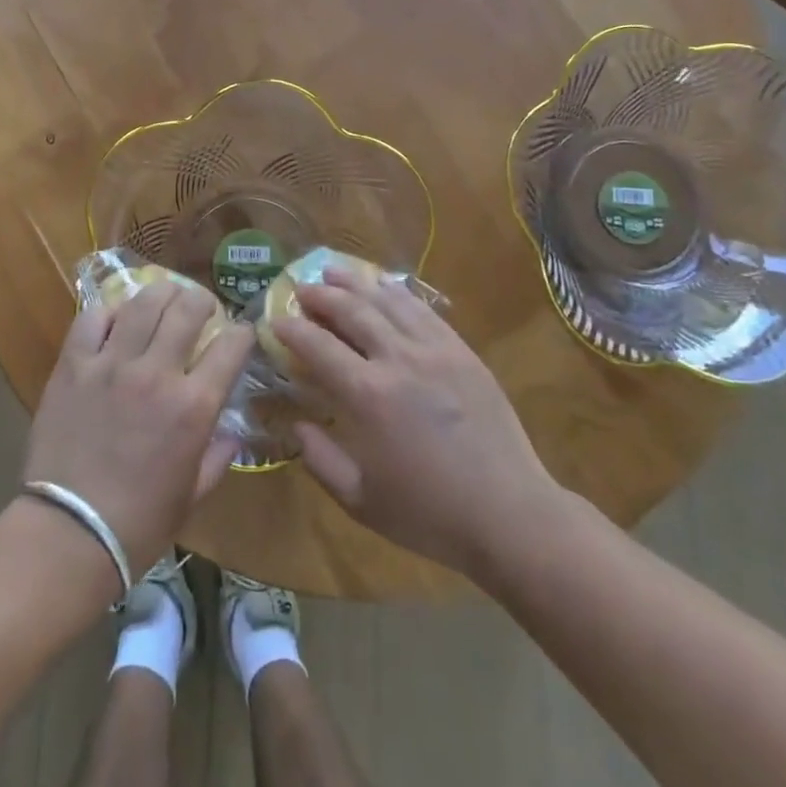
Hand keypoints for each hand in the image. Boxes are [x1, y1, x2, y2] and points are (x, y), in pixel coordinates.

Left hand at [24, 282, 253, 578]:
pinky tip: (114, 321)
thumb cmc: (139, 524)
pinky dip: (108, 313)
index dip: (242, 333)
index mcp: (193, 406)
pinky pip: (92, 319)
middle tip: (201, 307)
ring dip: (160, 293)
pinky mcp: (73, 365)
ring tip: (164, 297)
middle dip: (202, 301)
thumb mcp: (192, 496)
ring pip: (142, 303)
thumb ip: (217, 458)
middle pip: (186, 308)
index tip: (240, 334)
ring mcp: (111, 364)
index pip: (231, 346)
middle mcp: (156, 373)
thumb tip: (231, 434)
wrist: (68, 533)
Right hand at [275, 268, 570, 579]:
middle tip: (301, 288)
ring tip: (334, 272)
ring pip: (387, 301)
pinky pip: (423, 310)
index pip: (318, 346)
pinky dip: (397, 293)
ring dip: (356, 283)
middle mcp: (398, 360)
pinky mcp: (462, 351)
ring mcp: (435, 350)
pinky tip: (385, 286)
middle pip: (351, 311)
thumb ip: (320, 460)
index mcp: (368, 396)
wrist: (510, 514)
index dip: (291, 329)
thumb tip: (296, 425)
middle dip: (321, 295)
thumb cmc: (430, 514)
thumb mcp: (361, 500)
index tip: (274, 319)